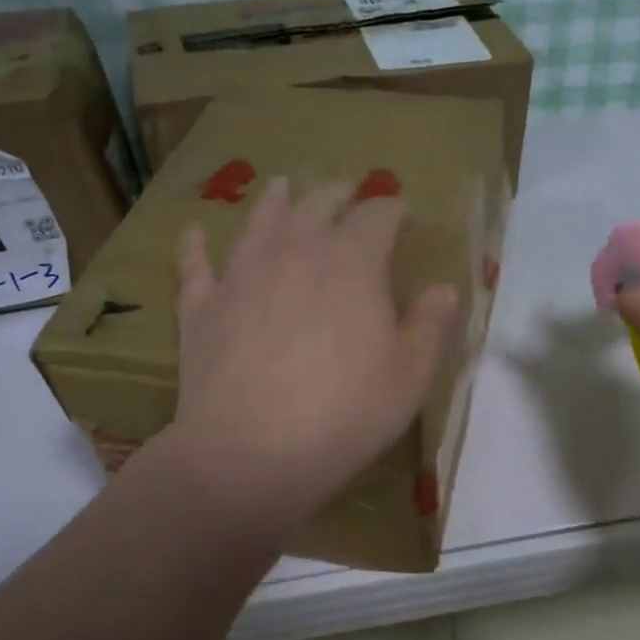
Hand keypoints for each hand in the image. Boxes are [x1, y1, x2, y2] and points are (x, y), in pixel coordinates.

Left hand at [168, 178, 458, 519]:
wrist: (250, 452)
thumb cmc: (345, 414)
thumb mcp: (409, 377)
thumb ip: (430, 326)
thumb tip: (444, 289)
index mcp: (352, 262)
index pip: (378, 215)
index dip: (393, 210)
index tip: (403, 215)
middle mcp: (295, 251)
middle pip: (318, 205)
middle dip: (338, 195)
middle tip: (347, 194)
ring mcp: (242, 274)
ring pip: (260, 222)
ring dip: (275, 201)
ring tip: (282, 187)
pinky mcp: (202, 306)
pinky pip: (197, 265)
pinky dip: (197, 247)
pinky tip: (195, 234)